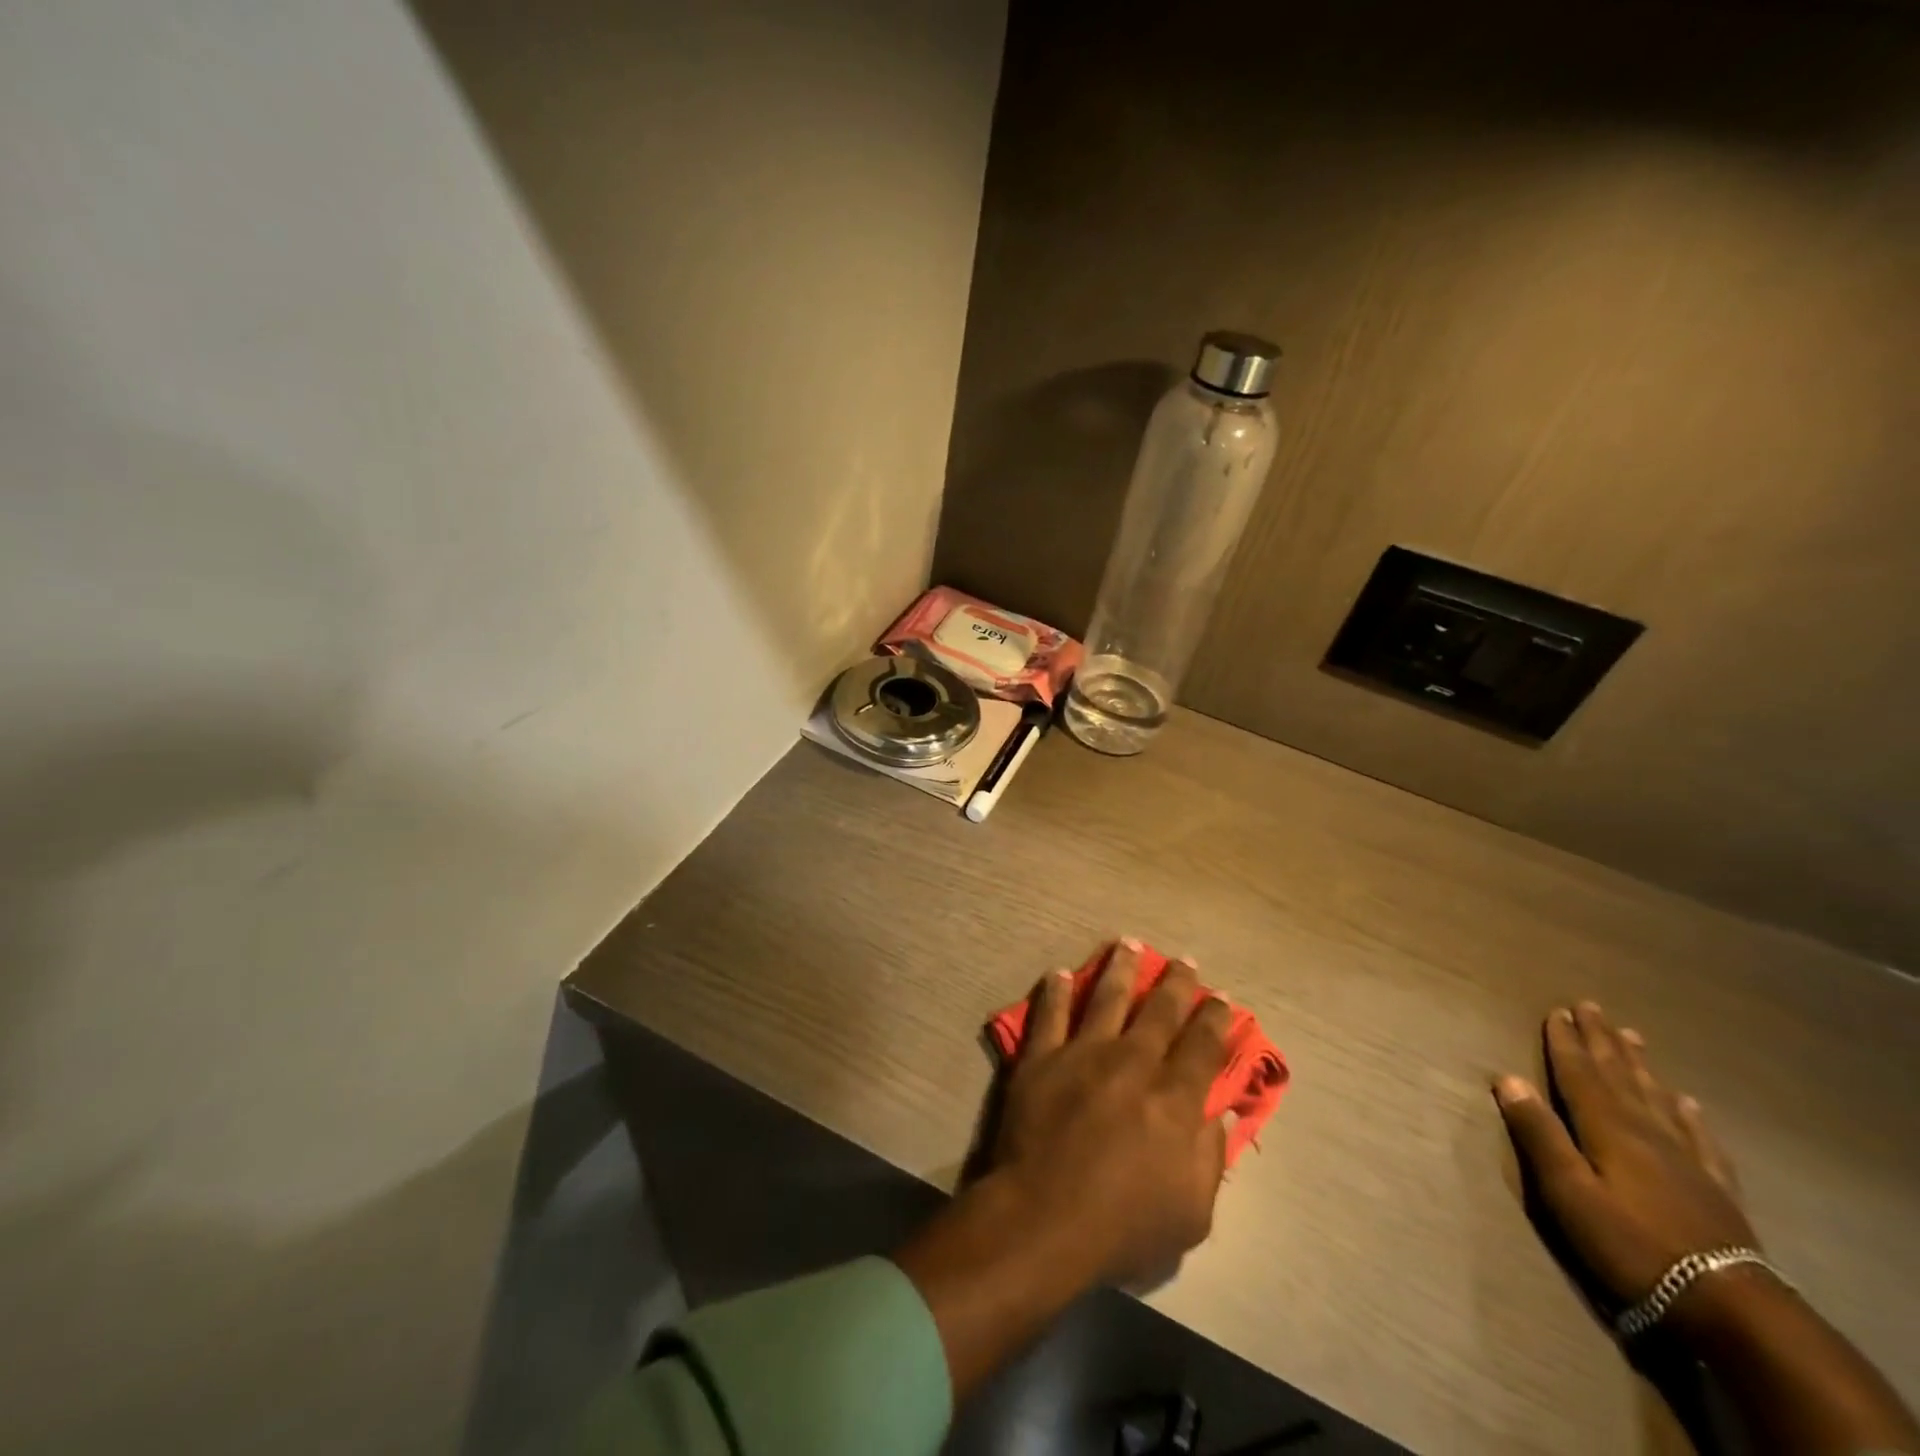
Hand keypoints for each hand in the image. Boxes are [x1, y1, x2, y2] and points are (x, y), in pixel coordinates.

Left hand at [988, 939, 1234, 1287]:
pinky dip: (1057, 991)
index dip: (1216, 1019)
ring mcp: (1083, 1053)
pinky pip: (1050, 1013)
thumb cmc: (1123, 1225)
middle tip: (1184, 960)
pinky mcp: (1041, 1057)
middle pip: (1160, 1011)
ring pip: (1107, 996)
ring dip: (1120, 968)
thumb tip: (1220, 1112)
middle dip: (1176, 983)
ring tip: (1128, 943)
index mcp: (1174, 1098)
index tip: (1221, 999)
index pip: (1203, 1046)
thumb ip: (1209, 1157)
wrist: (1043, 1217)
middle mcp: (1133, 1062)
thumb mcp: (1191, 1212)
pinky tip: (1061, 973)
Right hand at [1498, 1004, 1919, 1454]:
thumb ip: (1539, 1134)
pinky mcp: (1715, 1189)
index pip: (1579, 1074)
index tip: (1557, 1010)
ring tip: (1633, 1036)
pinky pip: (1701, 1140)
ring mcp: (1686, 1160)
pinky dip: (1690, 1116)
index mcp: (1607, 1129)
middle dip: (1601, 1040)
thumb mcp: (1569, 1192)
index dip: (1566, 1042)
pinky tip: (1689, 1103)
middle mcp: (1646, 1131)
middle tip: (1592, 1006)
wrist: (1731, 1306)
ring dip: (1639, 1065)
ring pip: (1656, 1098)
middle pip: (1618, 1076)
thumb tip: (1507, 1078)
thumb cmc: (1631, 1244)